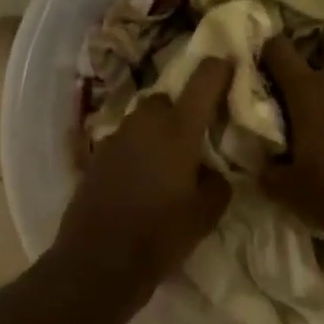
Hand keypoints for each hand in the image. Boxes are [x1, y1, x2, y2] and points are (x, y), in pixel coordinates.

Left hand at [52, 57, 235, 292]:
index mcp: (177, 131)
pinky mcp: (95, 158)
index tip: (228, 62)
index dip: (217, 68)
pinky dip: (137, 149)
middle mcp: (144, 124)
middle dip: (181, 106)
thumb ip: (217, 183)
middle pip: (165, 98)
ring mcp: (115, 139)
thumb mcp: (206, 214)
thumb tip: (212, 171)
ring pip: (142, 119)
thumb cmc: (160, 235)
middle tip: (195, 131)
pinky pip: (124, 141)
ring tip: (168, 158)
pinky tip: (143, 176)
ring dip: (156, 128)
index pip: (202, 82)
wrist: (98, 261)